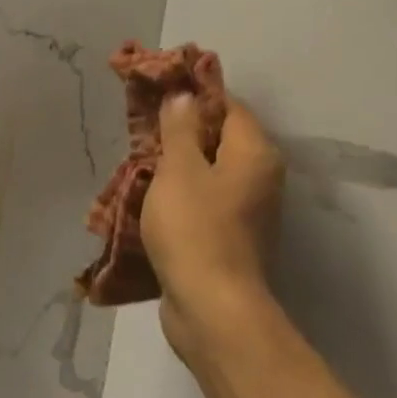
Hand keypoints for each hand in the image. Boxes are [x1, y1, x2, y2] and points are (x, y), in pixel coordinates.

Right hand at [141, 91, 285, 365]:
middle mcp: (260, 177)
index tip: (157, 90)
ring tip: (137, 160)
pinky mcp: (229, 236)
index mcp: (255, 153)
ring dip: (175, 164)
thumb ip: (180, 129)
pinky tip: (148, 196)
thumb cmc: (195, 228)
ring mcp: (247, 210)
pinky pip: (203, 200)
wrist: (211, 307)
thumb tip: (183, 96)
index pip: (228, 105)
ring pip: (208, 171)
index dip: (193, 95)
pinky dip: (179, 193)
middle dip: (179, 131)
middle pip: (219, 138)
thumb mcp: (180, 169)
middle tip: (140, 128)